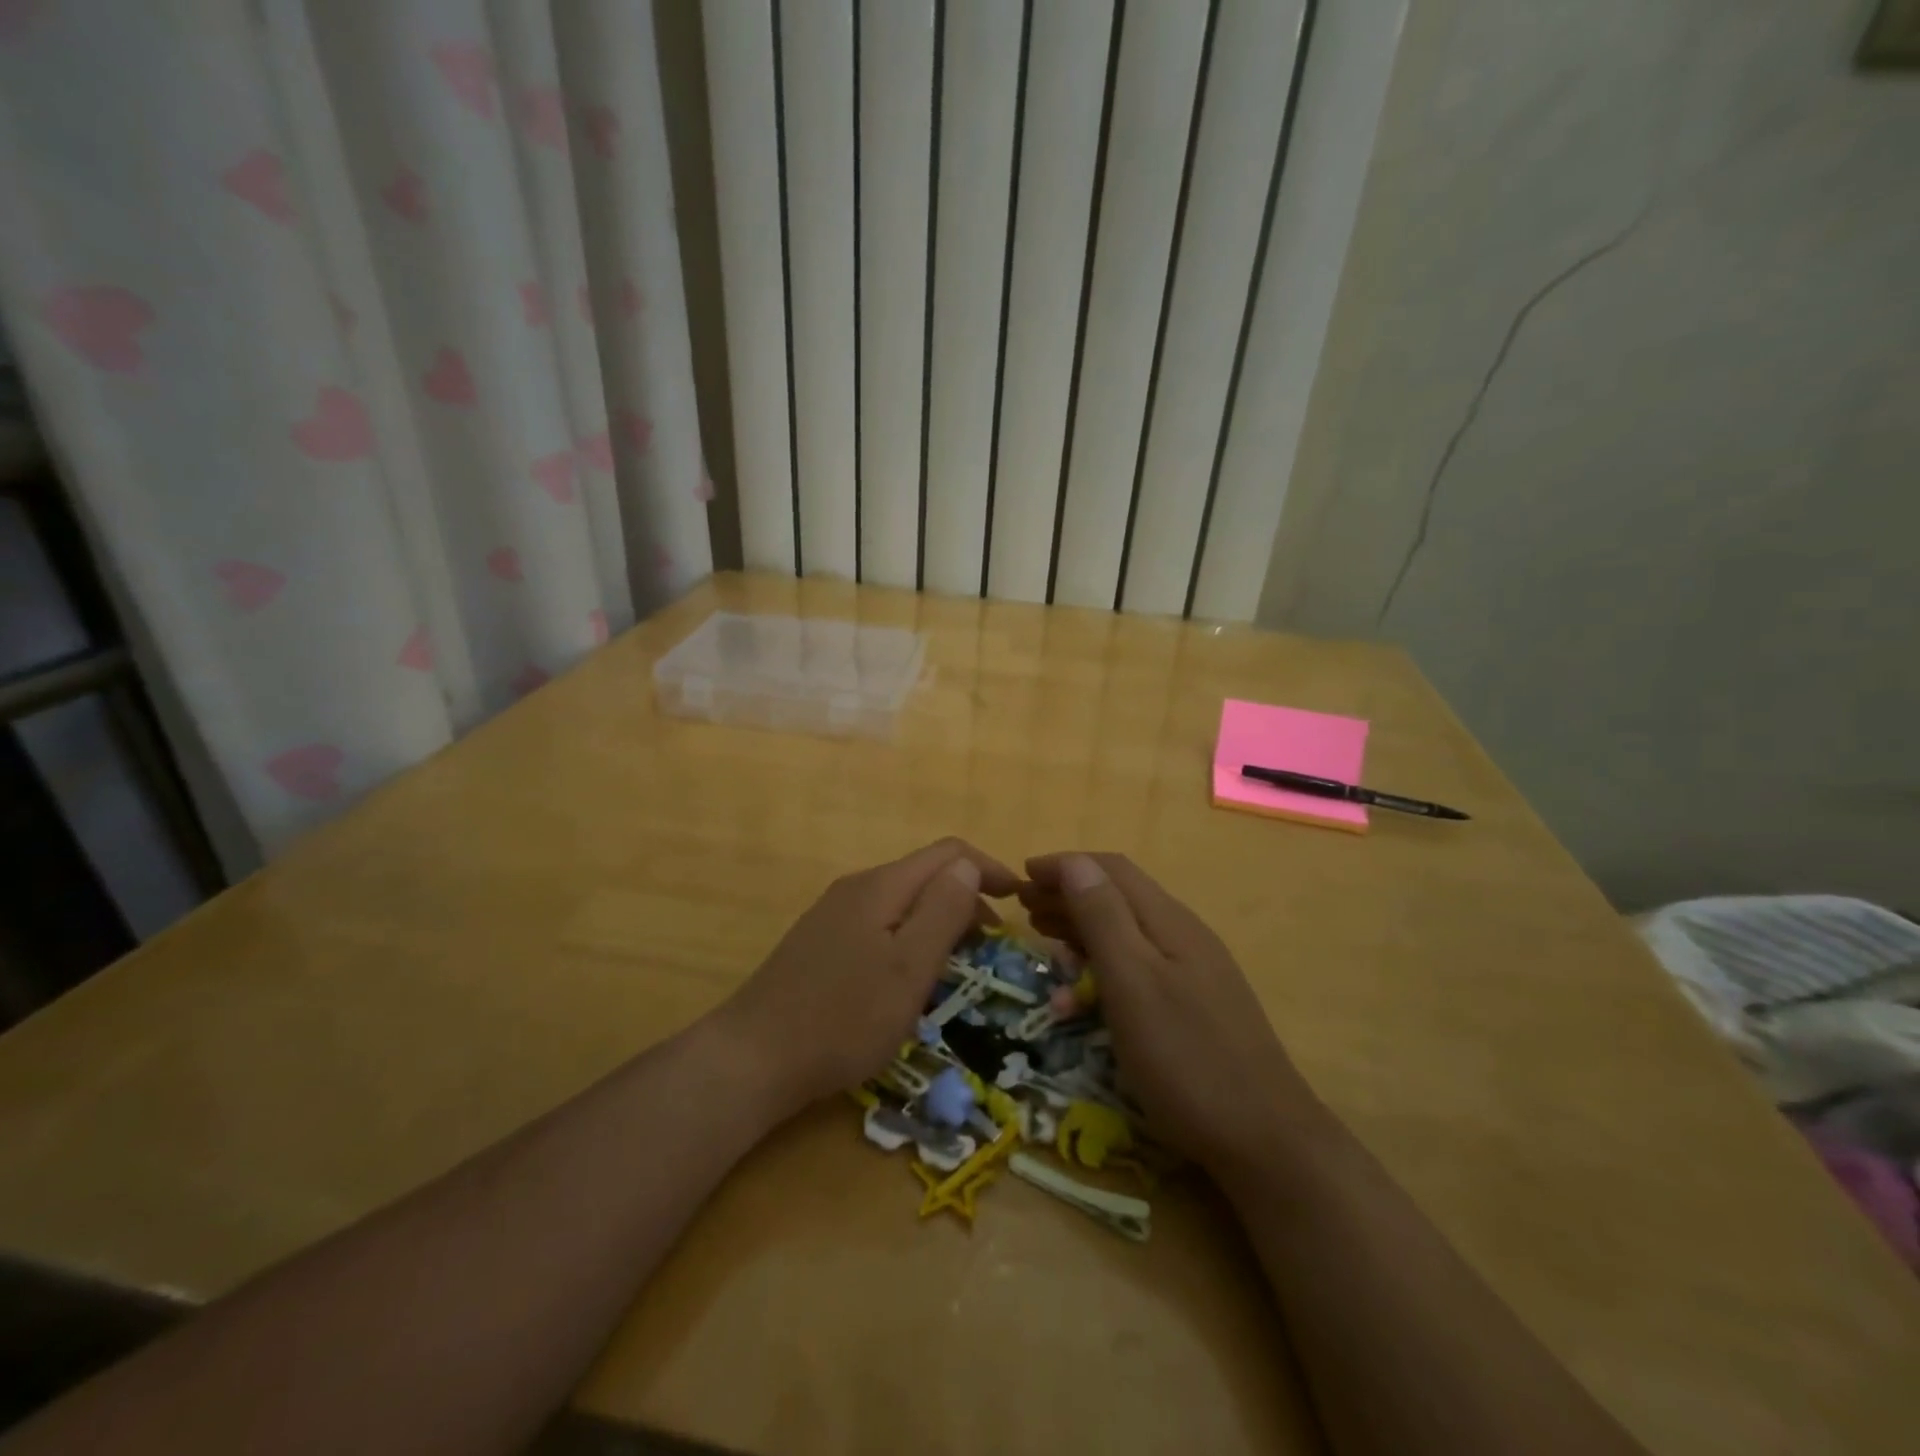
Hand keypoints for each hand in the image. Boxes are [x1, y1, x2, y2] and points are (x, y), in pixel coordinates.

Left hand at [721, 839, 1019, 1115]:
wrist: (753, 1058)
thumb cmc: (843, 1017)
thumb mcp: (908, 967)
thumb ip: (943, 911)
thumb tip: (968, 866)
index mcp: (881, 886)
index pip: (948, 853)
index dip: (988, 869)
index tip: (1020, 900)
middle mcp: (856, 888)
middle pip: (924, 874)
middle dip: (966, 897)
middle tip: (993, 943)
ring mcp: (833, 915)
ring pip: (902, 901)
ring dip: (938, 919)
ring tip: (959, 962)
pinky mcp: (819, 944)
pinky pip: (880, 924)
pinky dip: (910, 937)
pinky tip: (909, 975)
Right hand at [1020, 852, 1322, 1177]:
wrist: (1266, 1139)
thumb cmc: (1185, 1058)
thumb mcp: (1132, 983)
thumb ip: (1103, 919)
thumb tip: (1076, 862)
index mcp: (1167, 920)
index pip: (1110, 869)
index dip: (1064, 865)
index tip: (1020, 876)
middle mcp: (1182, 933)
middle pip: (1118, 895)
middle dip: (1068, 893)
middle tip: (1024, 910)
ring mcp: (1193, 969)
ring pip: (1128, 930)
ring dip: (1082, 926)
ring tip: (1045, 939)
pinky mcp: (1195, 1002)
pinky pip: (1139, 964)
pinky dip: (1103, 962)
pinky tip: (1086, 987)